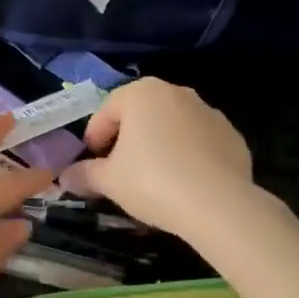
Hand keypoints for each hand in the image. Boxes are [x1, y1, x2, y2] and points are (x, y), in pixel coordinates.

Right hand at [58, 78, 253, 238]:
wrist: (219, 205)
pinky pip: (199, 142)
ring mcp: (209, 112)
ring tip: (154, 179)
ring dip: (159, 145)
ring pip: (171, 127)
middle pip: (140, 114)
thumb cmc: (153, 182)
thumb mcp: (109, 181)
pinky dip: (188, 156)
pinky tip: (184, 183)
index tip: (92, 164)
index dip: (94, 139)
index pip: (106, 111)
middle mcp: (177, 92)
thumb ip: (84, 174)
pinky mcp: (232, 135)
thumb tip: (65, 177)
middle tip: (120, 170)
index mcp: (142, 93)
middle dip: (127, 139)